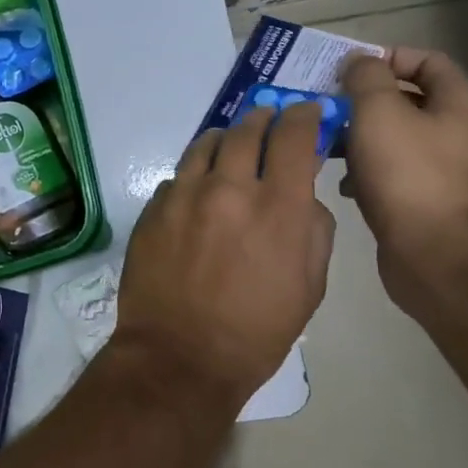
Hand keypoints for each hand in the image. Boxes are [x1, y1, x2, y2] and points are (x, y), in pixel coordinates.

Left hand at [111, 103, 336, 406]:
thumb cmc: (257, 331)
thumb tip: (303, 196)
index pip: (293, 135)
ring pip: (206, 143)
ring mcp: (184, 195)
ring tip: (231, 146)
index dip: (303, 115)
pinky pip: (178, 176)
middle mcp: (229, 187)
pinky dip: (195, 175)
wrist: (180, 356)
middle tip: (268, 121)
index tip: (306, 111)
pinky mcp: (153, 208)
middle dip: (263, 119)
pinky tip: (198, 192)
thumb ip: (314, 229)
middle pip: (246, 129)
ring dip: (225, 139)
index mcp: (278, 207)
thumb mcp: (310, 286)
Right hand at [341, 48, 467, 302]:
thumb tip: (359, 62)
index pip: (426, 59)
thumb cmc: (407, 172)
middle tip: (326, 103)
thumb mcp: (378, 111)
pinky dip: (365, 168)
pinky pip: (392, 169)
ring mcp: (446, 167)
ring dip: (359, 134)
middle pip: (408, 98)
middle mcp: (460, 130)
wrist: (434, 253)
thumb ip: (365, 77)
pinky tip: (341, 180)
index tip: (346, 70)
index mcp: (460, 101)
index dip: (385, 57)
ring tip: (325, 141)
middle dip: (364, 98)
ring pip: (395, 135)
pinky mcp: (427, 198)